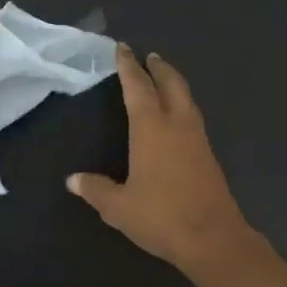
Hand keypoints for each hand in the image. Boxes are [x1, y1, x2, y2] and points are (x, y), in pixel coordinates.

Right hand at [67, 47, 258, 275]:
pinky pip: (193, 117)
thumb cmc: (161, 217)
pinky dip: (183, 104)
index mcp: (152, 129)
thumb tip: (73, 180)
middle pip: (170, 84)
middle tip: (149, 56)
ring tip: (163, 79)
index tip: (123, 49)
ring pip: (187, 99)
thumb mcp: (119, 207)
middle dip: (159, 68)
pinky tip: (177, 117)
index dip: (128, 67)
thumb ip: (96, 190)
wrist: (213, 238)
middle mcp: (177, 125)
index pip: (138, 88)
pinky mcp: (209, 155)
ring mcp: (198, 139)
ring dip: (174, 83)